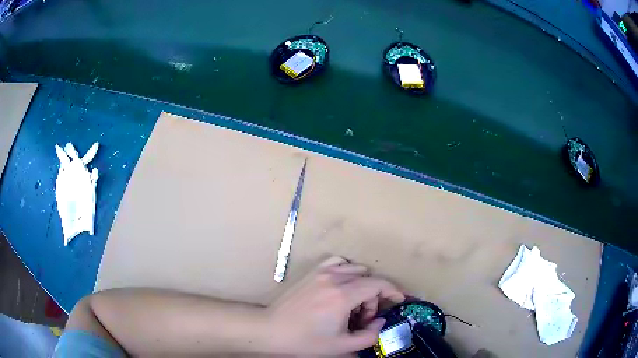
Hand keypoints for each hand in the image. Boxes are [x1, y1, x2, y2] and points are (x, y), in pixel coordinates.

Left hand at [265, 257, 404, 355]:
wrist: (273, 330)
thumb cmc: (306, 341)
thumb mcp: (342, 345)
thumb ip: (369, 335)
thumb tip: (380, 321)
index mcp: (343, 296)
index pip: (378, 284)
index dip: (393, 291)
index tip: (399, 299)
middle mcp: (334, 278)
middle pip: (368, 279)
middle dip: (374, 297)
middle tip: (364, 318)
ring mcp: (321, 273)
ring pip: (355, 269)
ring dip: (362, 285)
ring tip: (352, 304)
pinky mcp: (312, 272)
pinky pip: (337, 262)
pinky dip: (346, 271)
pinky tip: (342, 287)